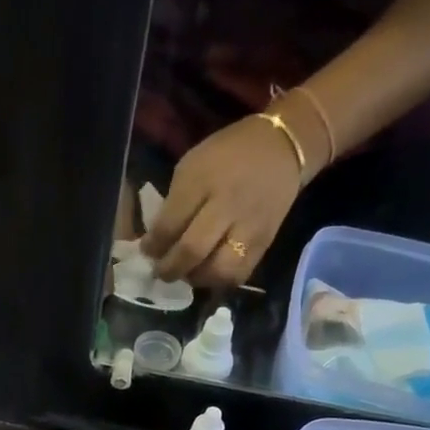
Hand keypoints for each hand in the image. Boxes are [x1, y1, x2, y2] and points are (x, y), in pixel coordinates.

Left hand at [143, 115, 305, 287]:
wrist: (282, 147)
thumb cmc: (227, 155)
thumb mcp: (192, 166)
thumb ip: (174, 203)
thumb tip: (157, 240)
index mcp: (203, 180)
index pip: (170, 224)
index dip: (153, 246)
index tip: (147, 251)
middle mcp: (227, 204)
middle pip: (192, 251)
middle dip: (170, 269)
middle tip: (161, 271)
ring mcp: (248, 226)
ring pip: (217, 270)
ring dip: (196, 279)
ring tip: (187, 273)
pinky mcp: (264, 243)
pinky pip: (238, 275)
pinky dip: (219, 281)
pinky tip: (209, 273)